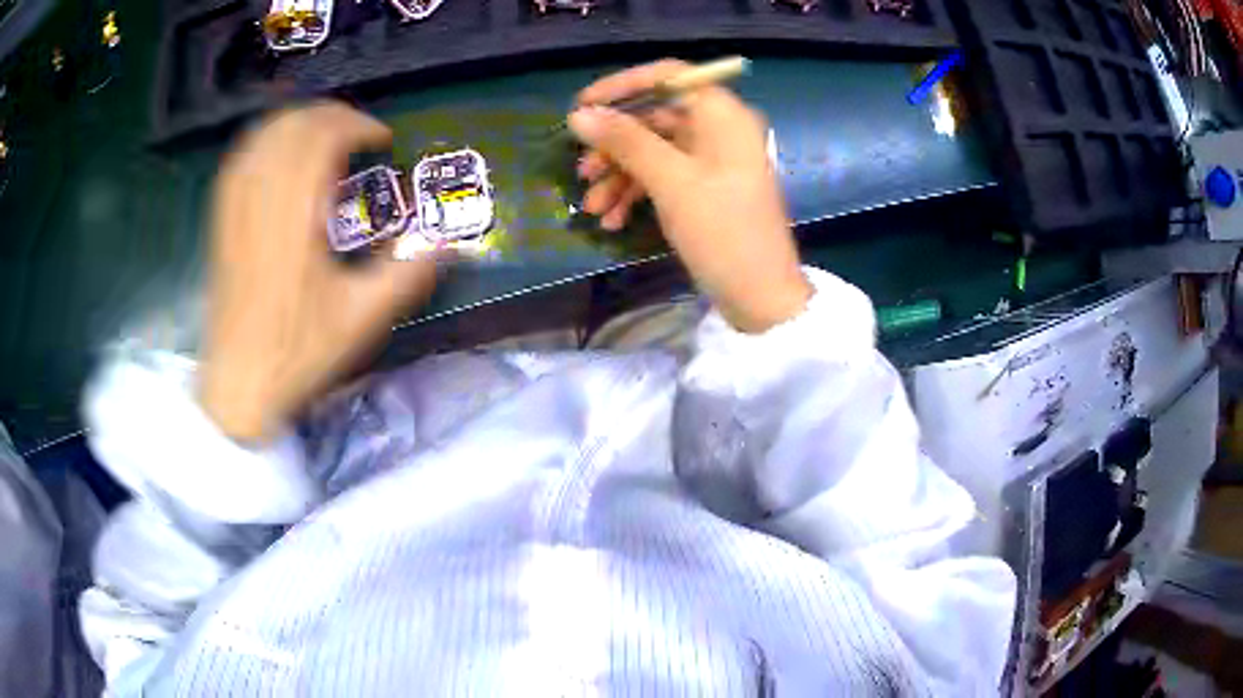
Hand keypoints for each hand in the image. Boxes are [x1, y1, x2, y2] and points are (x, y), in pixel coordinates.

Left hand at [199, 103, 439, 442]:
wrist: (239, 383)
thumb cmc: (298, 353)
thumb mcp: (362, 319)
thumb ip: (407, 274)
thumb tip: (450, 241)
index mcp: (296, 220)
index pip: (322, 140)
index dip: (356, 125)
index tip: (381, 140)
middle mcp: (262, 202)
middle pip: (295, 127)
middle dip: (332, 115)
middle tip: (359, 130)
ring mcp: (236, 209)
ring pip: (265, 135)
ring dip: (300, 121)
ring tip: (326, 132)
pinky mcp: (222, 221)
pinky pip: (241, 158)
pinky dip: (267, 139)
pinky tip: (282, 149)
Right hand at [570, 60, 811, 333]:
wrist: (760, 297)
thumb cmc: (722, 231)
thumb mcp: (670, 181)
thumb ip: (625, 141)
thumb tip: (580, 114)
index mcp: (722, 114)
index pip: (668, 76)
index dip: (622, 86)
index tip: (582, 107)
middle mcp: (720, 129)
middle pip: (656, 117)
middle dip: (614, 144)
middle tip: (581, 170)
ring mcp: (714, 161)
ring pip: (655, 151)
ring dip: (620, 175)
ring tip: (593, 207)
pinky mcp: (707, 189)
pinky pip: (665, 176)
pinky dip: (638, 193)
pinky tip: (614, 220)